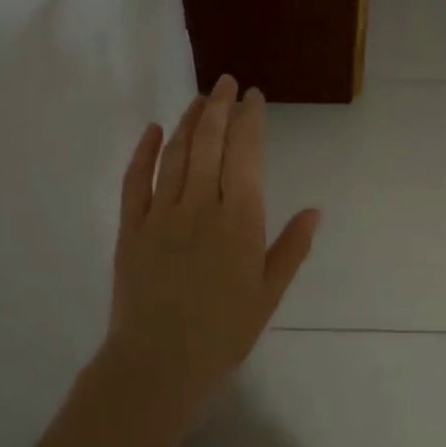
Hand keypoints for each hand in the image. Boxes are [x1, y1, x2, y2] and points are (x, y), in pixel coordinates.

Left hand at [102, 74, 319, 411]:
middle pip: (209, 143)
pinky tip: (154, 130)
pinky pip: (135, 180)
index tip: (253, 97)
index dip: (249, 120)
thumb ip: (291, 248)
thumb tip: (315, 211)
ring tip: (199, 99)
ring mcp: (161, 213)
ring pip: (175, 154)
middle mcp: (200, 206)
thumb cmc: (223, 332)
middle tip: (226, 82)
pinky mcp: (130, 227)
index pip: (246, 155)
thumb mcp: (269, 294)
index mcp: (239, 220)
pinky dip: (144, 151)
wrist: (159, 363)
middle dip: (219, 107)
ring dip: (188, 121)